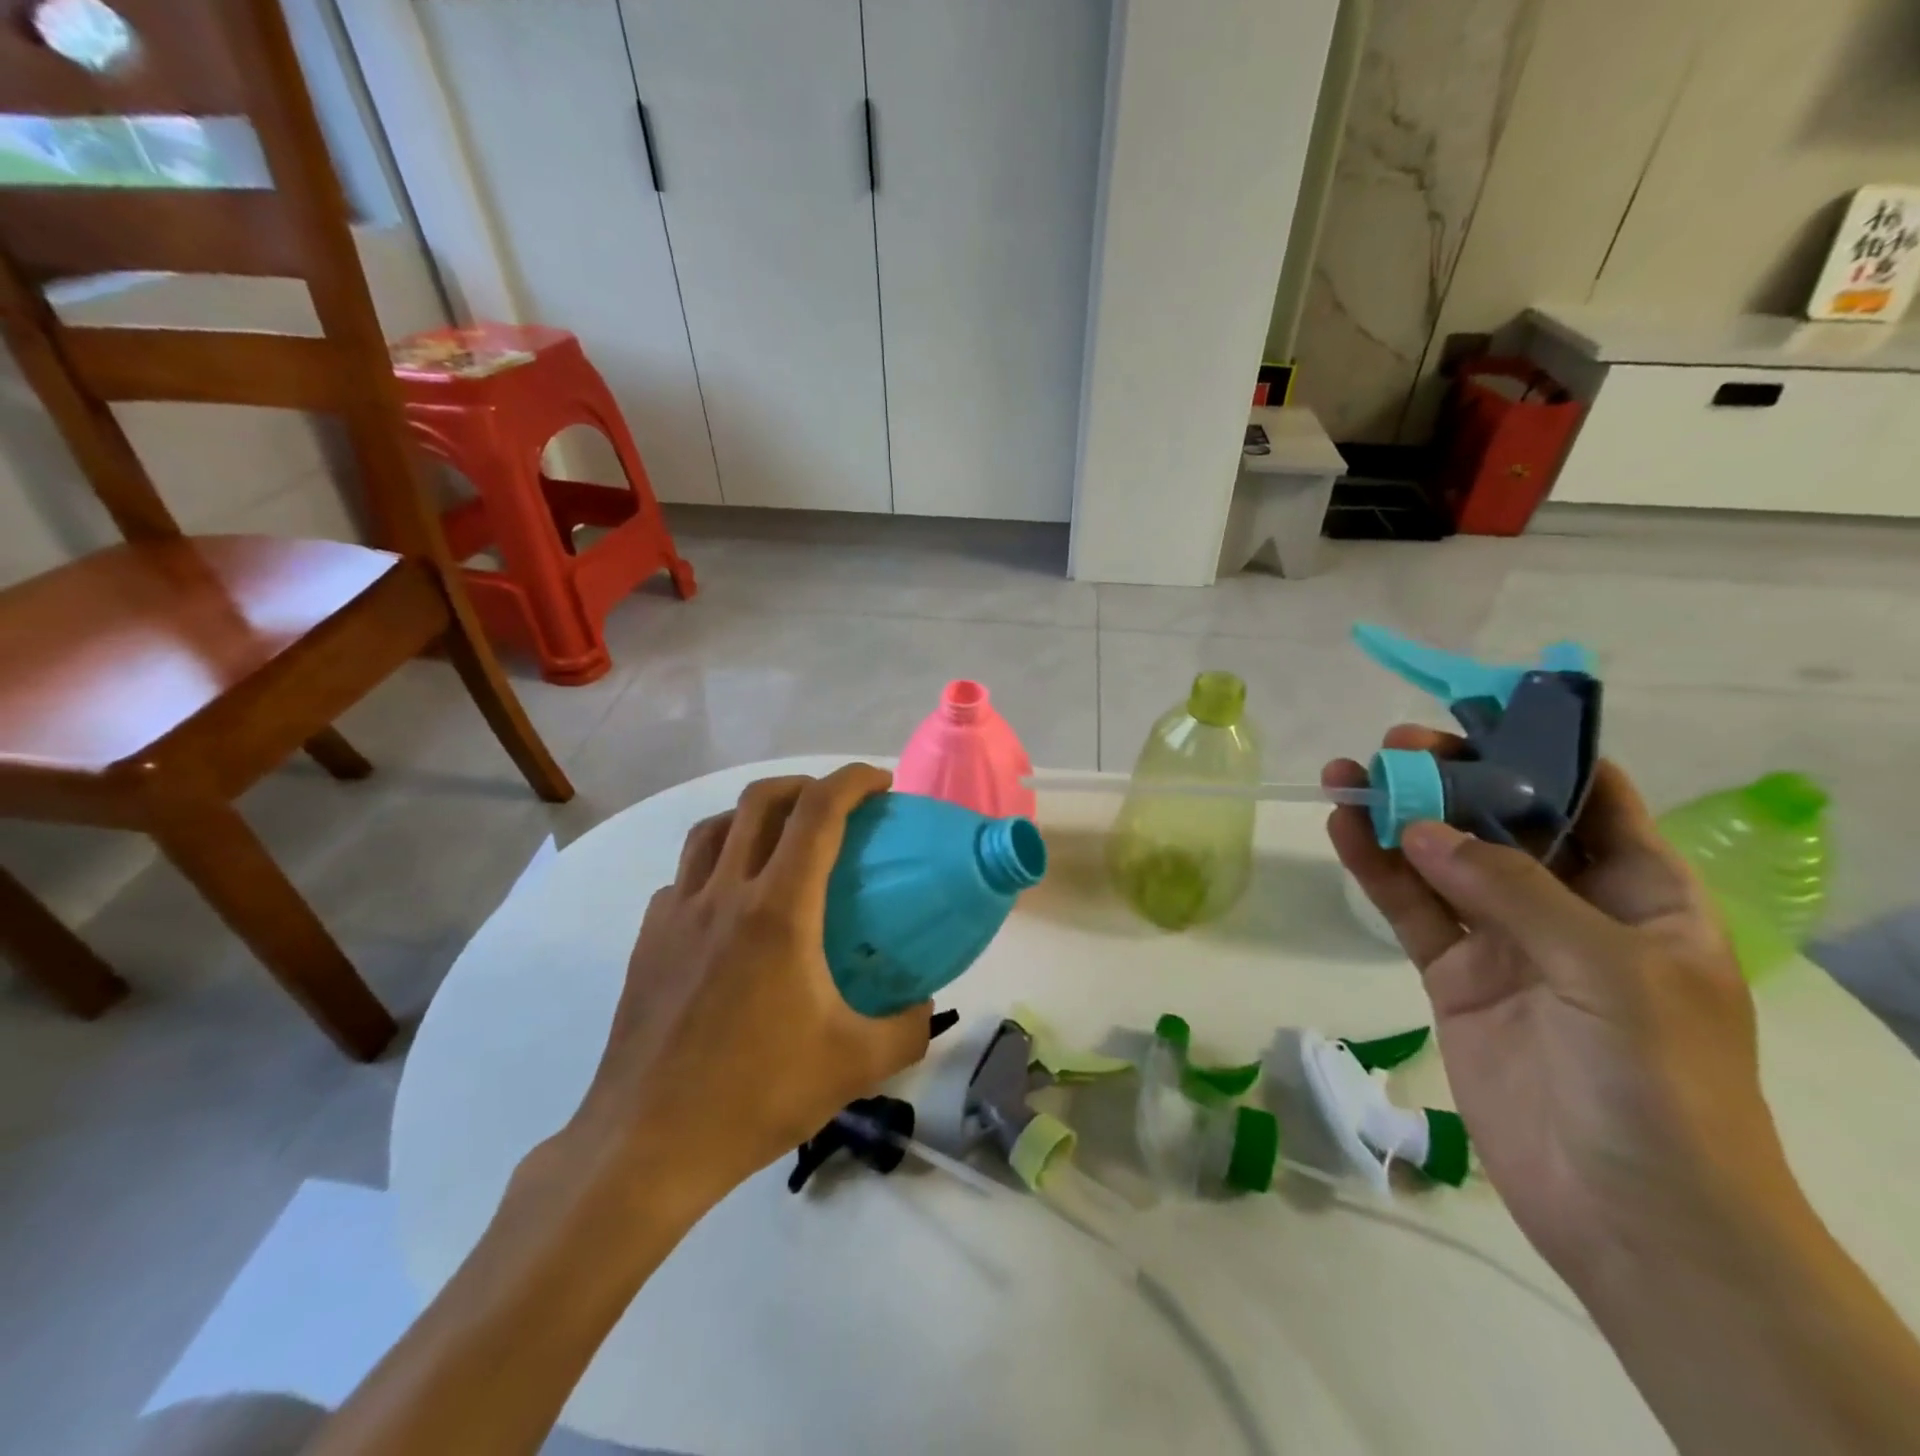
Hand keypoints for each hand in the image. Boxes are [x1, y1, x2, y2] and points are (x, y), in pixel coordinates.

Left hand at [559, 765, 933, 1211]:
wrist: (647, 1145)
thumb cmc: (757, 1094)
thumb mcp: (856, 1065)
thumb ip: (909, 1028)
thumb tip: (926, 1005)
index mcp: (779, 910)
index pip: (819, 812)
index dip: (854, 781)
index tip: (881, 784)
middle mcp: (724, 893)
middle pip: (760, 801)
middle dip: (804, 785)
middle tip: (836, 806)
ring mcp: (677, 913)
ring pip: (713, 829)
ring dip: (753, 815)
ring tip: (781, 839)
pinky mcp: (648, 939)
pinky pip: (685, 876)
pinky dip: (715, 864)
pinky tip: (729, 903)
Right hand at [1324, 728, 1797, 1286]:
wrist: (1631, 1217)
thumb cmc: (1658, 1087)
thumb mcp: (1607, 973)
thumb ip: (1512, 891)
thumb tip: (1420, 828)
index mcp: (1643, 894)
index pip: (1591, 797)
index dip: (1535, 751)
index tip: (1470, 716)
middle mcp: (1571, 906)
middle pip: (1502, 820)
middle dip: (1450, 778)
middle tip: (1392, 748)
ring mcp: (1505, 940)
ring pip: (1442, 859)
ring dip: (1397, 817)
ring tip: (1345, 778)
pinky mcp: (1454, 974)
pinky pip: (1411, 908)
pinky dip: (1377, 870)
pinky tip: (1343, 832)